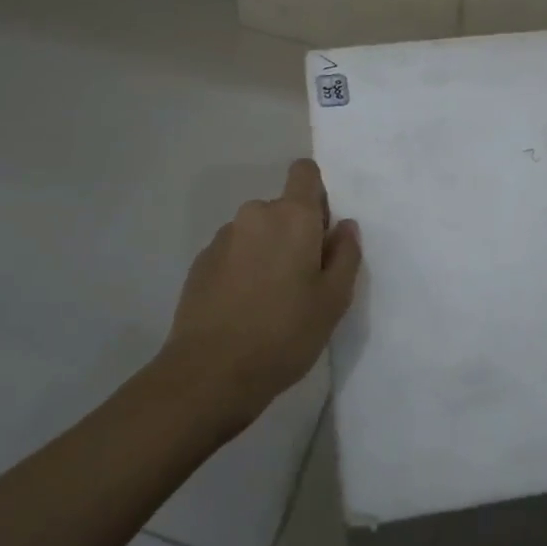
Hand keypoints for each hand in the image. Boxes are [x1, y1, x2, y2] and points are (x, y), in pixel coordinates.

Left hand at [164, 159, 361, 424]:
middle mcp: (255, 214)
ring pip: (256, 232)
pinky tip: (243, 309)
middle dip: (294, 233)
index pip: (305, 172)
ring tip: (270, 300)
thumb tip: (345, 226)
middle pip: (282, 208)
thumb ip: (346, 255)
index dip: (316, 193)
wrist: (210, 373)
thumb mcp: (333, 300)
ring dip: (266, 251)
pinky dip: (242, 269)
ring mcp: (223, 237)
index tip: (321, 231)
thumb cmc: (284, 333)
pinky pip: (232, 253)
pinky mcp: (200, 262)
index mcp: (292, 216)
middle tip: (302, 280)